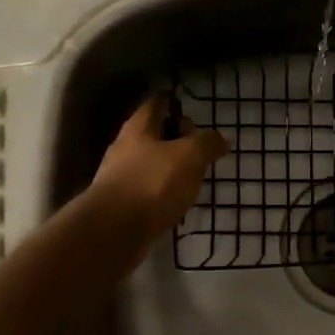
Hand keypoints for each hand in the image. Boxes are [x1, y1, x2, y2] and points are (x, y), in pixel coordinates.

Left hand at [90, 96, 228, 241]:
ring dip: (171, 168)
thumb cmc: (153, 183)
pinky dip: (163, 192)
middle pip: (153, 134)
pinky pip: (147, 190)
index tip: (192, 109)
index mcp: (139, 127)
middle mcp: (125, 147)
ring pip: (151, 163)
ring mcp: (120, 177)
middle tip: (200, 148)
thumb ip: (207, 143)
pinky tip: (177, 203)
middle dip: (177, 138)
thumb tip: (220, 138)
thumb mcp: (190, 156)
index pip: (157, 103)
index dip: (174, 102)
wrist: (114, 232)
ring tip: (194, 178)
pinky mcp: (121, 204)